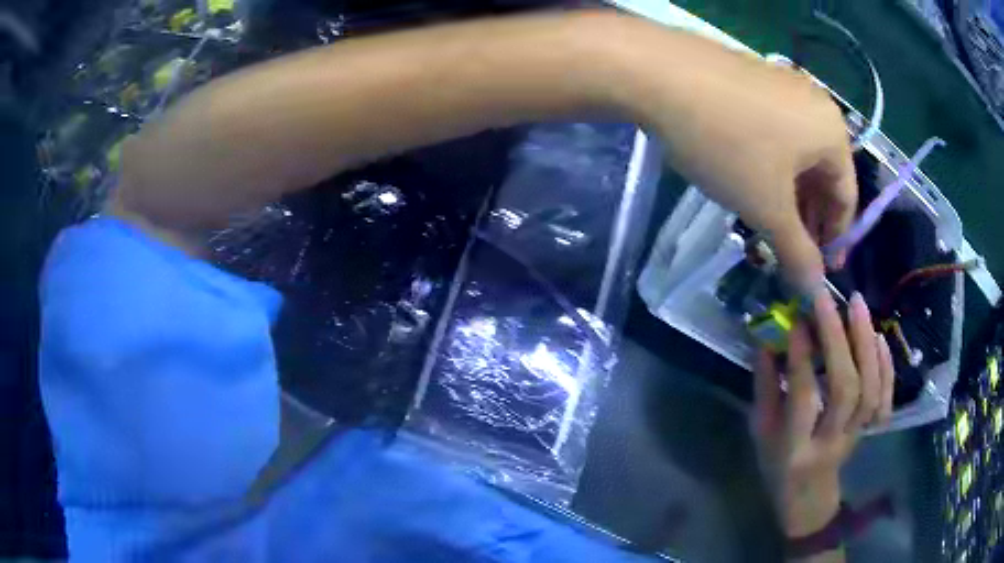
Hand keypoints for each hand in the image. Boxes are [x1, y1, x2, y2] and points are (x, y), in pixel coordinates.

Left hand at [611, 21, 857, 286]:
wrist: (658, 74)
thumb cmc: (728, 144)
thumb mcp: (767, 207)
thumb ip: (797, 252)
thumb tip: (816, 290)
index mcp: (833, 132)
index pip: (847, 198)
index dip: (835, 239)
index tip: (819, 270)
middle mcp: (814, 104)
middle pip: (822, 176)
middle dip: (808, 219)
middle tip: (789, 252)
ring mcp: (781, 86)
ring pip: (795, 156)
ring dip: (786, 195)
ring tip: (766, 225)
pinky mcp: (750, 80)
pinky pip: (772, 133)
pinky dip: (768, 166)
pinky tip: (747, 183)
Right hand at [751, 290, 893, 537]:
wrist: (808, 497)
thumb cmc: (777, 465)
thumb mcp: (761, 432)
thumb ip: (765, 388)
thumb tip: (767, 341)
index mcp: (794, 447)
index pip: (803, 398)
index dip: (802, 357)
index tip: (797, 319)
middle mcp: (830, 442)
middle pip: (845, 389)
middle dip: (839, 339)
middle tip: (829, 300)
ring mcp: (855, 436)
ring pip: (870, 389)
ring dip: (866, 343)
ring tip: (857, 305)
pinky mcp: (870, 430)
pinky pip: (885, 398)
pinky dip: (886, 365)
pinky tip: (879, 337)